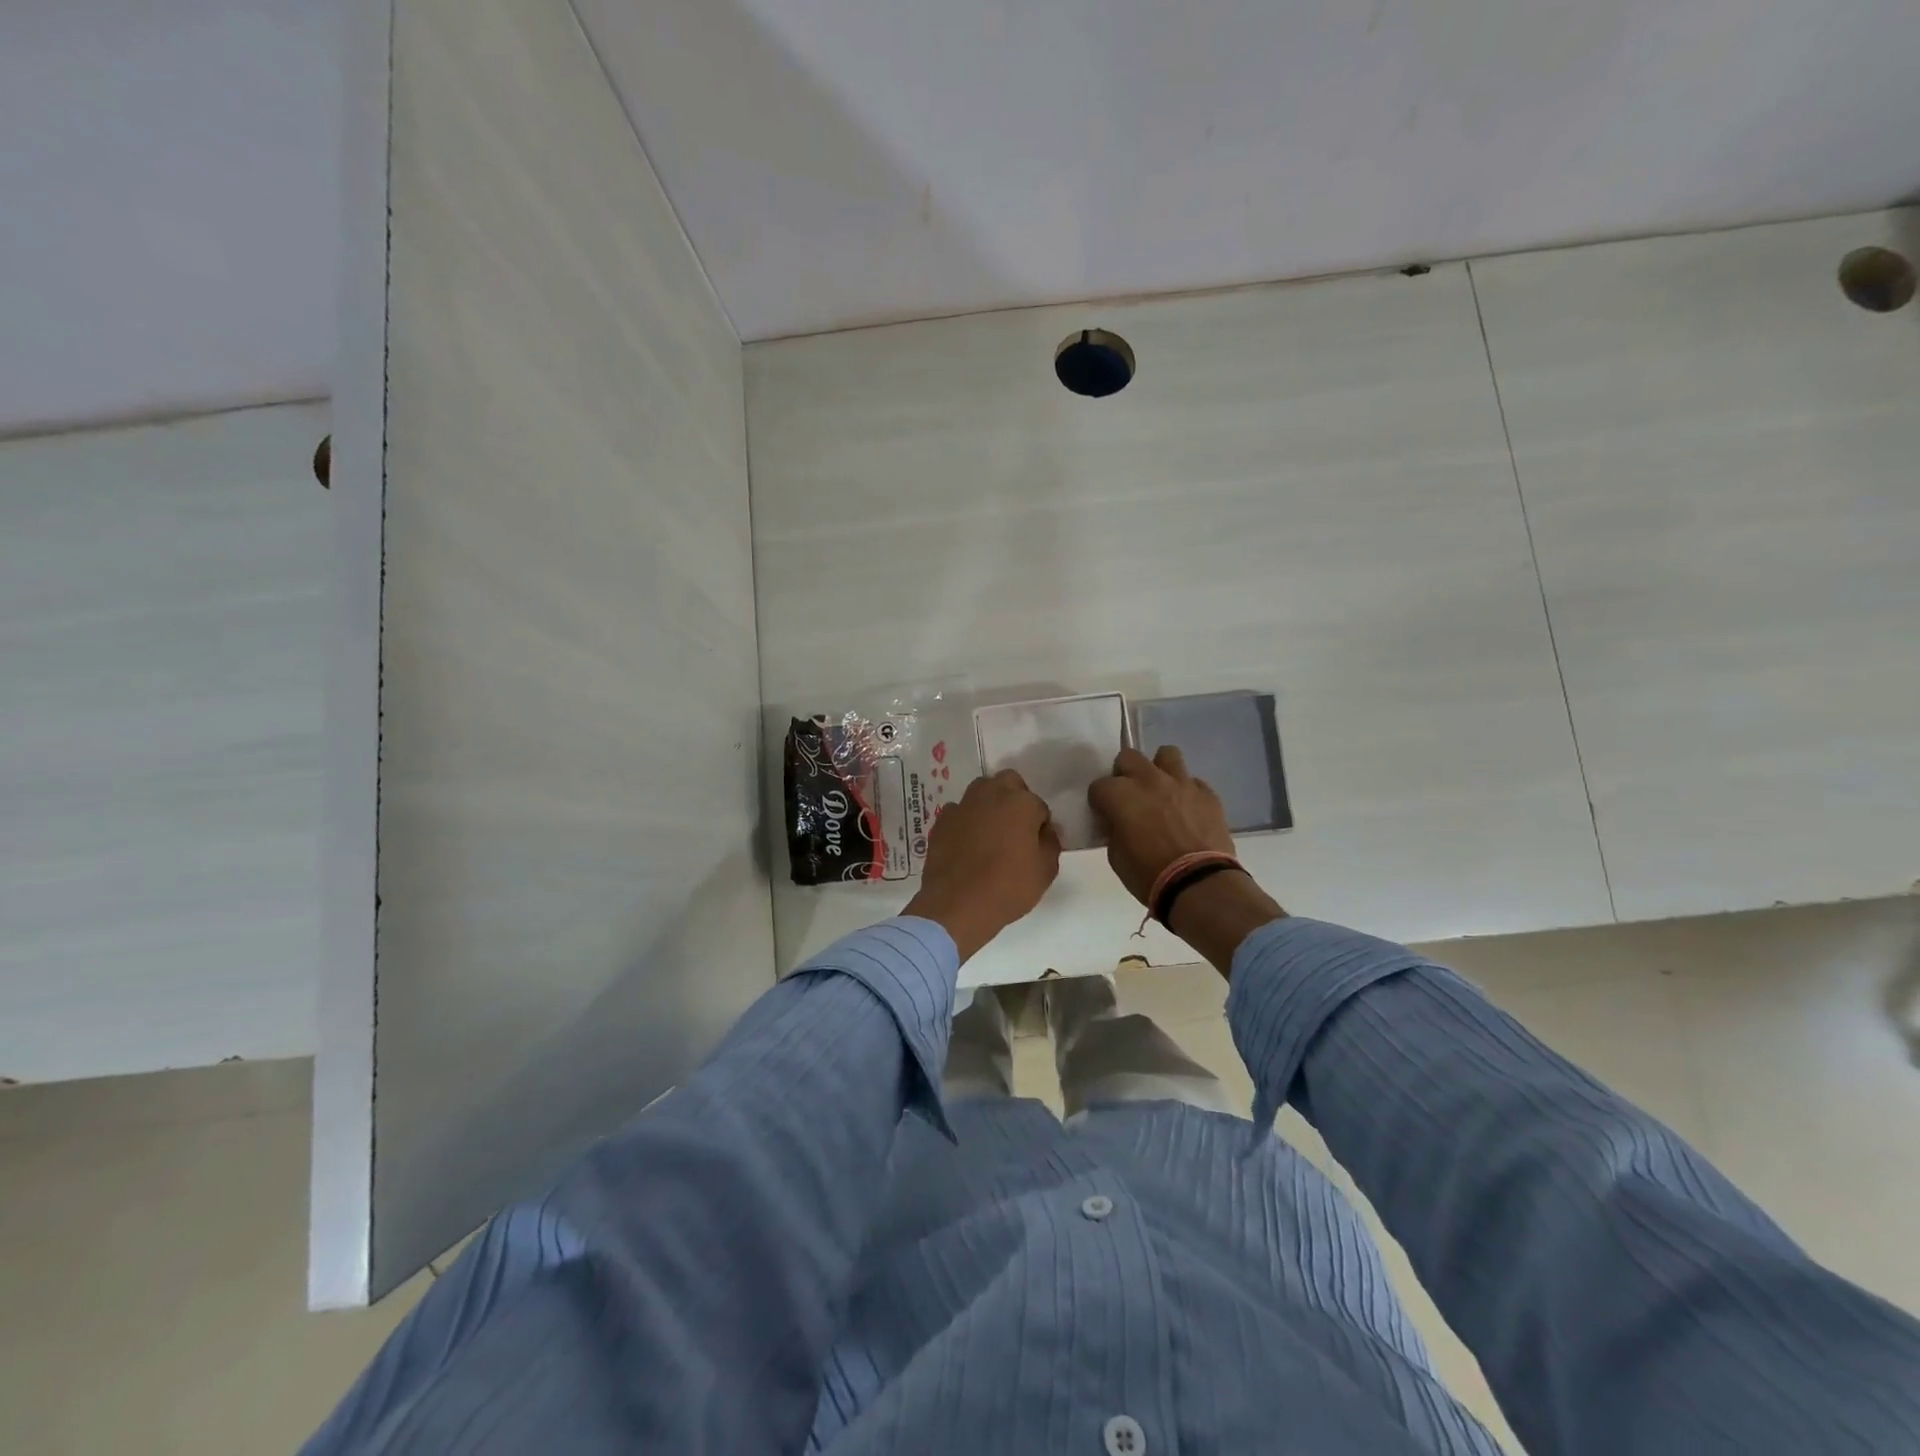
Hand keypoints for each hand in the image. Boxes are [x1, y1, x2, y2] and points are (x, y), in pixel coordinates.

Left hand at [904, 770, 1061, 962]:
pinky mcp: (942, 820)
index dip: (1040, 826)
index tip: (1037, 845)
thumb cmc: (1008, 887)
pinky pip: (959, 812)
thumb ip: (1051, 843)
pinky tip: (967, 843)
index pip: (1039, 806)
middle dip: (1015, 798)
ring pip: (981, 791)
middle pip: (1008, 783)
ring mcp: (963, 805)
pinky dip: (966, 820)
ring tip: (991, 833)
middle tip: (1016, 829)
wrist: (956, 904)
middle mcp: (991, 794)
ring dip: (989, 804)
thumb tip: (1046, 830)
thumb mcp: (1045, 871)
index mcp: (1021, 803)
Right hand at [1088, 745, 1283, 976]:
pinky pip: (1193, 782)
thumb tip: (1120, 821)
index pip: (1099, 786)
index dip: (1100, 801)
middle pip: (1129, 757)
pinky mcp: (1208, 794)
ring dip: (1159, 769)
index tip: (1105, 815)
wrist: (1199, 884)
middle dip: (1124, 774)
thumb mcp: (1116, 856)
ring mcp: (1182, 783)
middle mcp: (1149, 780)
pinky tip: (1187, 811)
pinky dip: (1186, 792)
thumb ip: (1114, 829)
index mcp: (1121, 795)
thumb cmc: (1149, 874)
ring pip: (1166, 754)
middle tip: (1129, 796)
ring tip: (1161, 791)